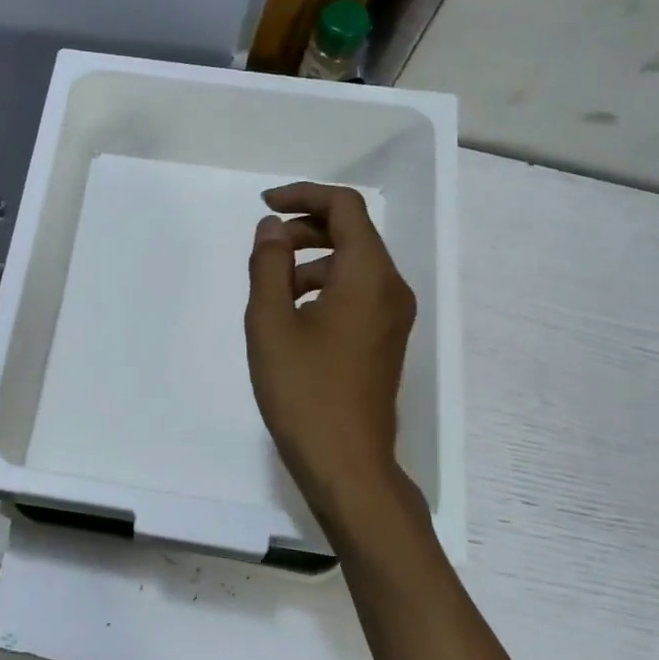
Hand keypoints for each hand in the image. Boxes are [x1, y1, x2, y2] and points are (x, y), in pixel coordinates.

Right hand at [245, 183, 414, 513]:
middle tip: (264, 246)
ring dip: (313, 260)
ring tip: (271, 286)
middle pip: (354, 234)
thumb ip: (268, 265)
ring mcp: (394, 317)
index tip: (264, 205)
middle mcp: (391, 288)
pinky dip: (325, 286)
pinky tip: (293, 315)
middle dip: (306, 228)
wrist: (347, 463)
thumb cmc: (303, 392)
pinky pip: (358, 293)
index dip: (303, 196)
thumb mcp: (270, 324)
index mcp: (368, 275)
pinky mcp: (386, 341)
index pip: (345, 208)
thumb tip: (272, 228)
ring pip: (354, 265)